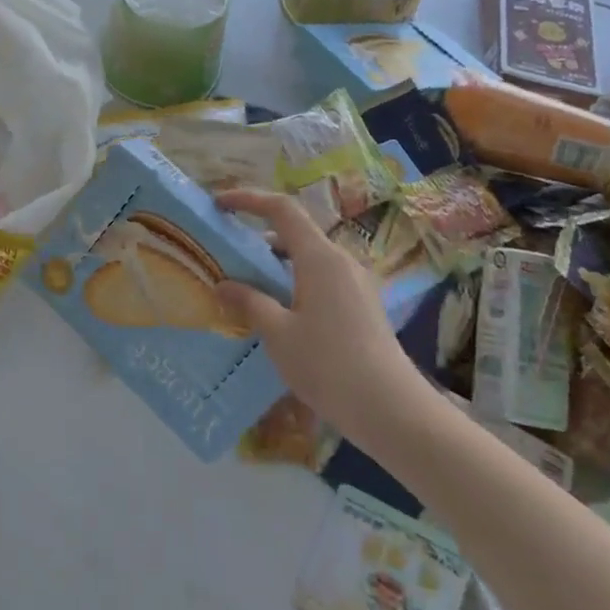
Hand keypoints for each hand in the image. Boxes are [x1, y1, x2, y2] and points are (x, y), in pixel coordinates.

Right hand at [214, 188, 432, 443]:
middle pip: (295, 232)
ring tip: (245, 284)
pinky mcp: (362, 305)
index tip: (219, 204)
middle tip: (226, 252)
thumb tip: (223, 285)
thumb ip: (249, 302)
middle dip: (258, 235)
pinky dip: (293, 280)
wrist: (390, 410)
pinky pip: (321, 278)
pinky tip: (277, 311)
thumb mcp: (277, 333)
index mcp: (320, 258)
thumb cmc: (328, 364)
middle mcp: (341, 261)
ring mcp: (356, 284)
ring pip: (308, 258)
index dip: (248, 199)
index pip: (282, 209)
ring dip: (275, 262)